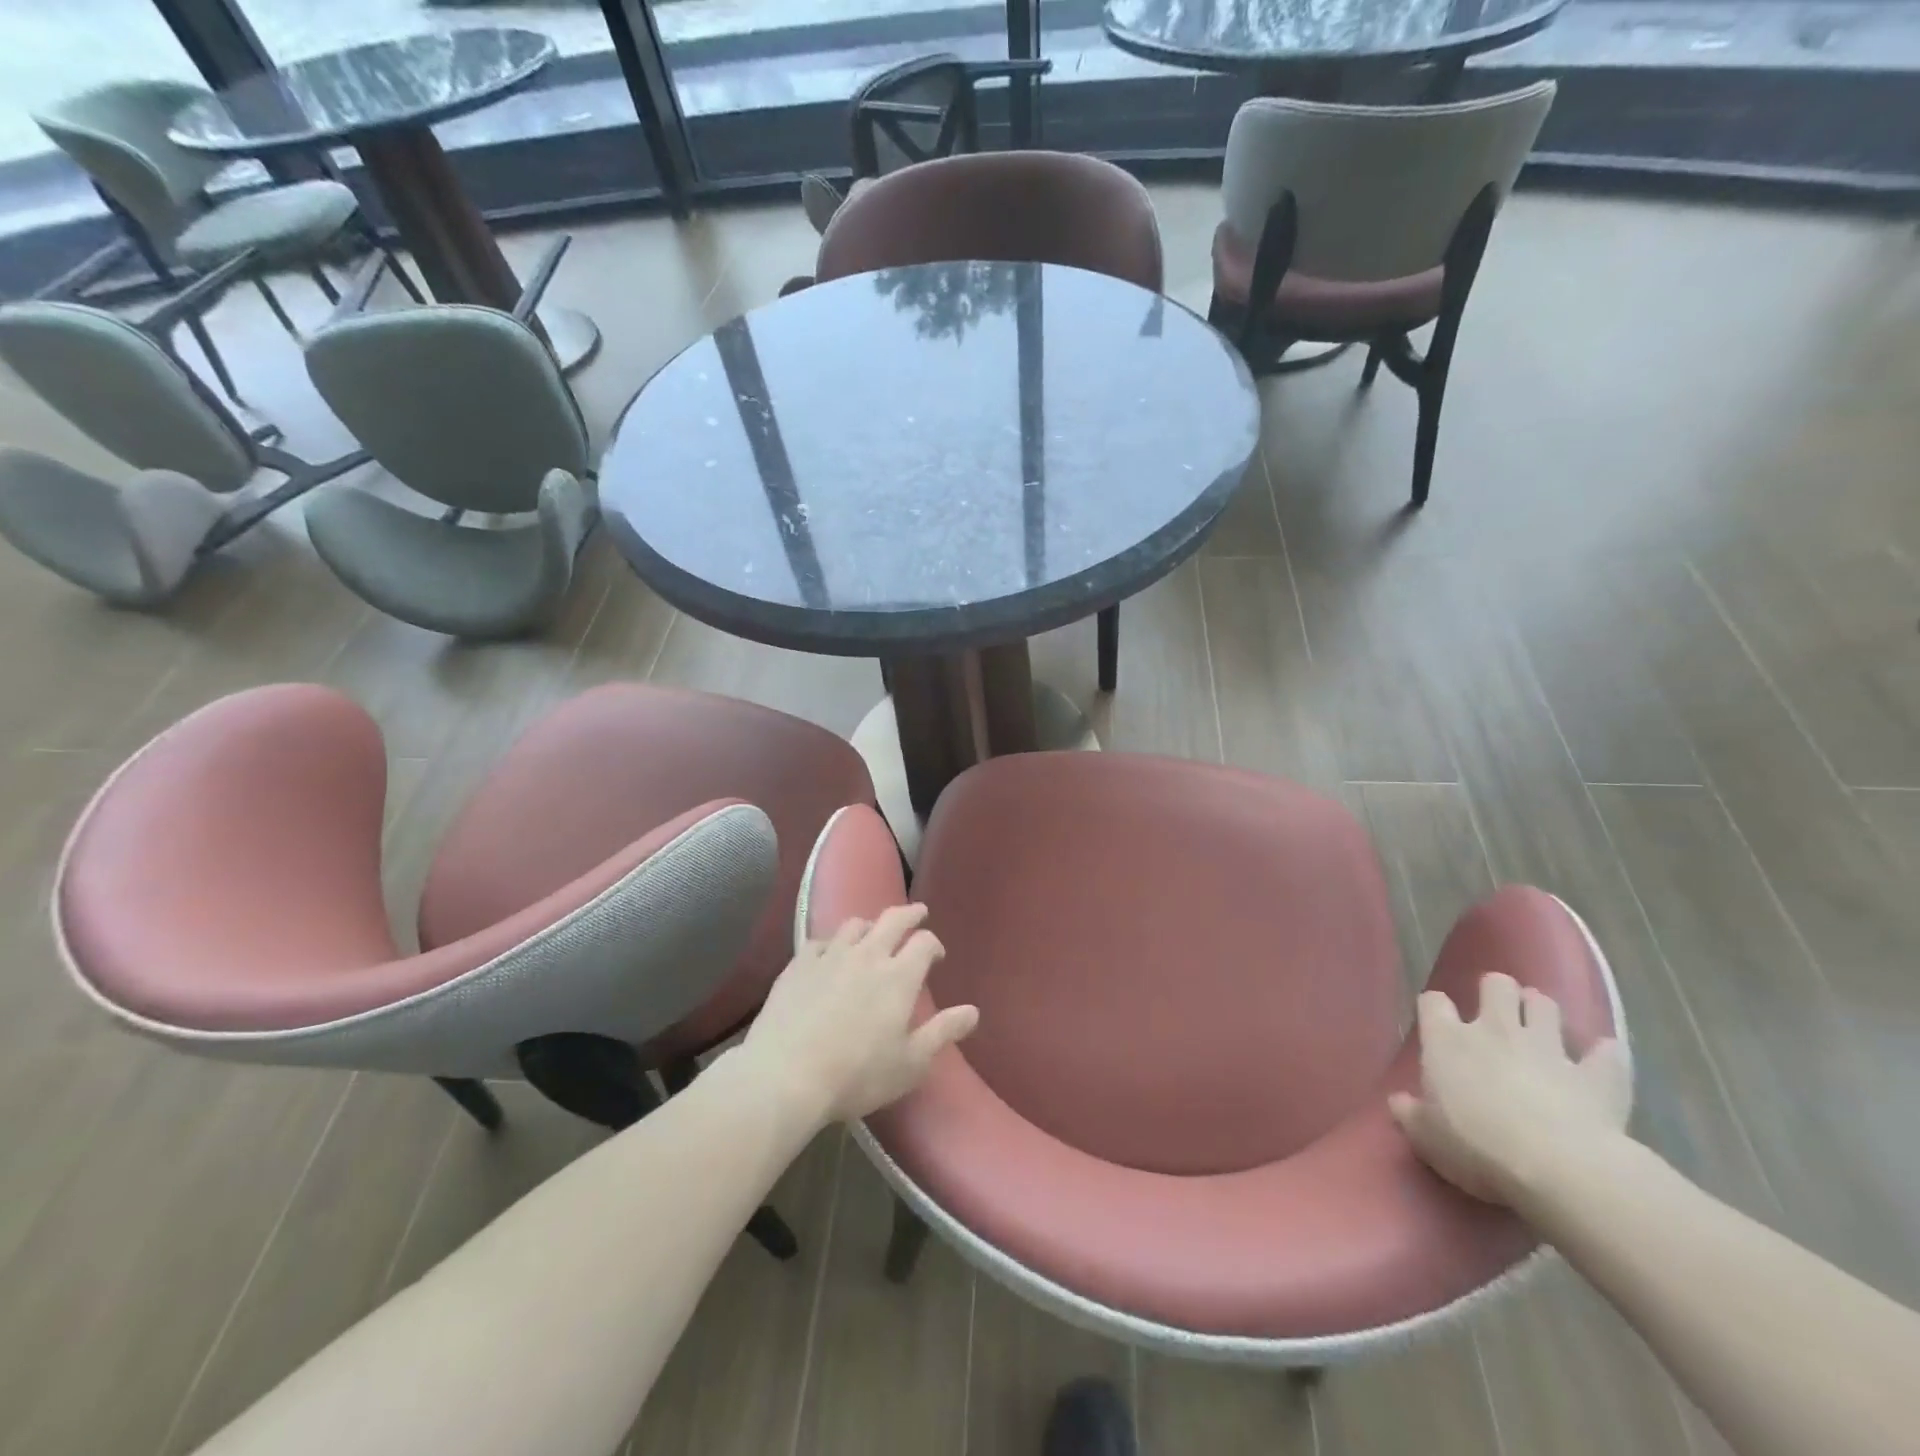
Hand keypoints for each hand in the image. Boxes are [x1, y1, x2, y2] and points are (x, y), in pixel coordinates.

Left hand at [738, 904, 978, 1124]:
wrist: (786, 1076)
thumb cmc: (857, 1074)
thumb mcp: (910, 1063)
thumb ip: (943, 1032)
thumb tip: (973, 1011)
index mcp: (899, 977)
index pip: (924, 943)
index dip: (933, 944)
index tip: (936, 955)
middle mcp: (867, 955)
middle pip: (893, 920)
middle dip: (910, 914)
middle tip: (918, 913)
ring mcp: (830, 956)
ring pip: (855, 925)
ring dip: (870, 925)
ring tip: (873, 934)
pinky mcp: (799, 964)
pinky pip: (820, 941)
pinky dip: (832, 943)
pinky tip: (830, 954)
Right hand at [1389, 973, 1631, 1207]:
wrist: (1558, 1168)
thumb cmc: (1476, 1146)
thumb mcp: (1426, 1137)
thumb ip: (1410, 1114)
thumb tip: (1399, 1102)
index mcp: (1447, 1040)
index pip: (1432, 1002)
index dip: (1435, 1009)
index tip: (1438, 1024)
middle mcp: (1495, 1030)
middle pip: (1496, 985)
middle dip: (1498, 993)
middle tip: (1497, 1015)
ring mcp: (1549, 1048)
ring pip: (1546, 1005)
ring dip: (1542, 1012)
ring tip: (1542, 1028)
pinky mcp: (1596, 1076)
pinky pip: (1608, 1054)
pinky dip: (1605, 1056)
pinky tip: (1605, 1061)